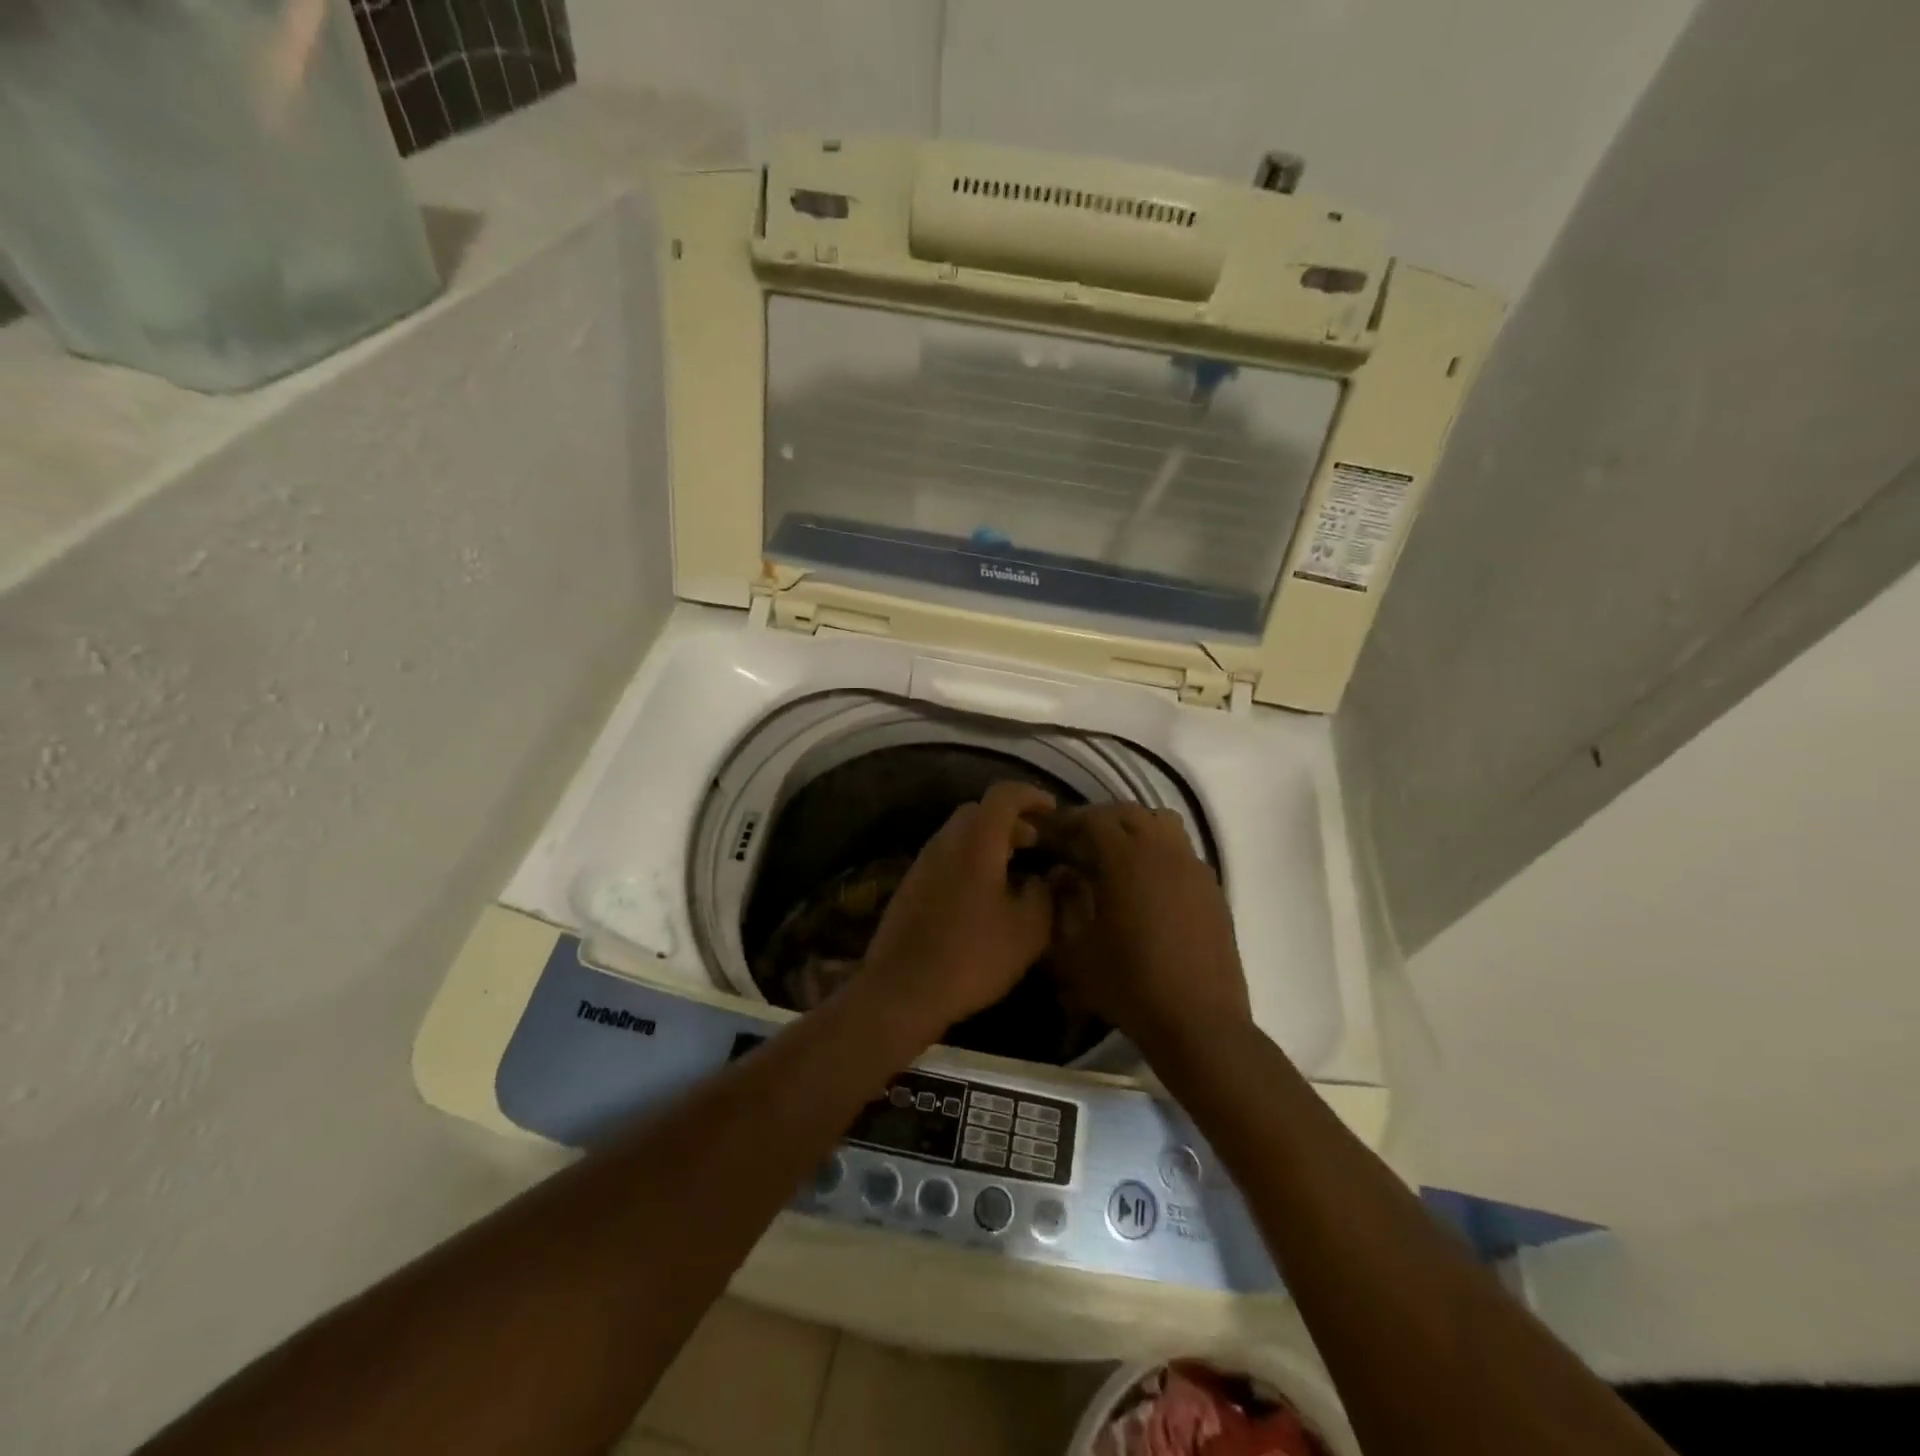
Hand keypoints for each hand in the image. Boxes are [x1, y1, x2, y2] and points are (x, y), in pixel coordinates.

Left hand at [861, 782, 1056, 1036]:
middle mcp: (945, 841)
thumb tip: (1045, 878)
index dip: (1032, 796)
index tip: (1054, 813)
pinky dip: (971, 859)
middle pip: (980, 811)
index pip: (1004, 795)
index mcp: (976, 841)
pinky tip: (985, 895)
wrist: (901, 990)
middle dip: (1012, 820)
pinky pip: (947, 856)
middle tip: (1037, 843)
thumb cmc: (972, 956)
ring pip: (961, 834)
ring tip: (1015, 869)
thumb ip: (1045, 894)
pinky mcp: (911, 885)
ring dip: (990, 841)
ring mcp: (923, 862)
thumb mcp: (1027, 930)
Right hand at [1048, 803, 1250, 1055]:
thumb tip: (1061, 874)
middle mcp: (1163, 851)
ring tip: (1115, 855)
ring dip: (1135, 828)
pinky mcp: (1212, 888)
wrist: (1198, 1021)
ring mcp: (1193, 867)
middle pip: (1129, 812)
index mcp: (1126, 858)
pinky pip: (1182, 851)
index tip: (1050, 834)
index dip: (1068, 822)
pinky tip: (1147, 884)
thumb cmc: (1129, 985)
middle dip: (1100, 820)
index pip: (1093, 819)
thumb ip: (1061, 904)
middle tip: (1078, 842)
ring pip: (1162, 823)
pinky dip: (1160, 851)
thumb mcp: (1075, 950)